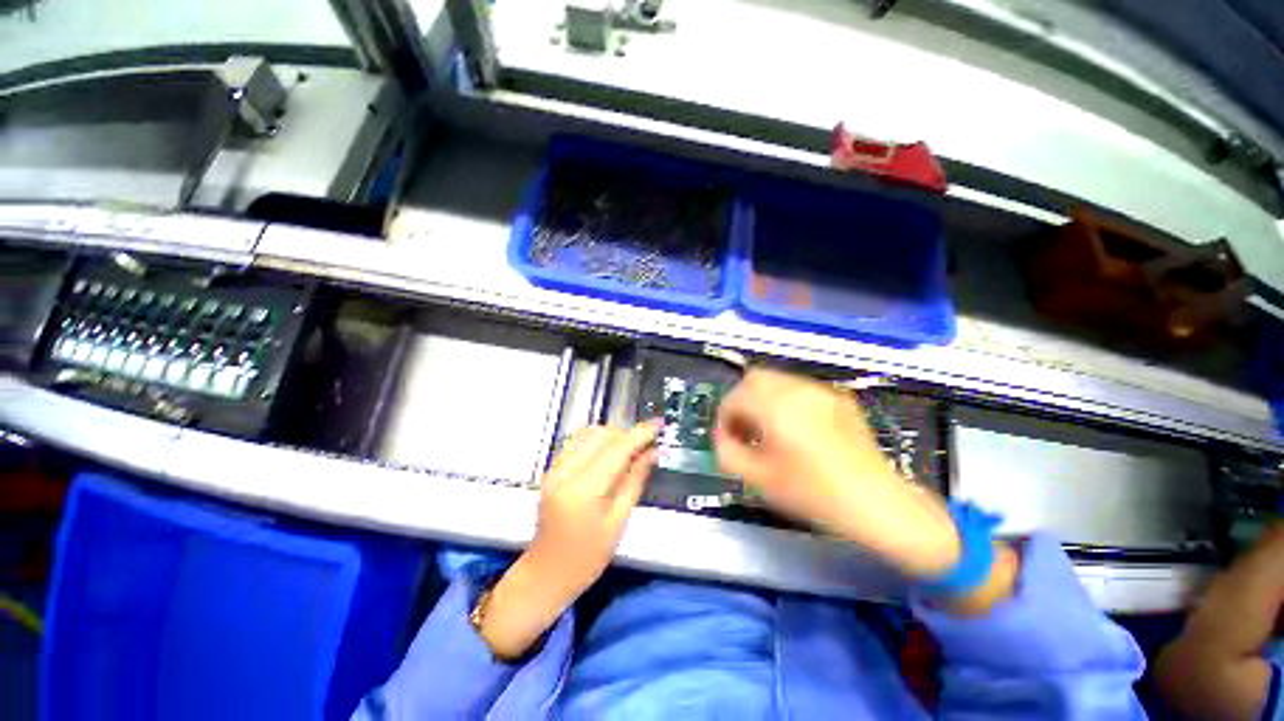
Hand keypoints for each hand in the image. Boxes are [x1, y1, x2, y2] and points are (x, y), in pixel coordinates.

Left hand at [479, 421, 658, 658]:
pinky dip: (597, 441)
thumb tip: (652, 454)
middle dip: (627, 434)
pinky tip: (610, 453)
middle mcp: (565, 472)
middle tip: (647, 444)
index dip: (639, 434)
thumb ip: (634, 481)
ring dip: (612, 436)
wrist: (546, 573)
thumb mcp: (617, 522)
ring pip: (588, 434)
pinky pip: (577, 442)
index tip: (657, 425)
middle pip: (601, 435)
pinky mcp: (552, 469)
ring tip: (631, 449)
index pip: (616, 450)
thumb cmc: (585, 558)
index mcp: (583, 490)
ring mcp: (555, 469)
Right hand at [714, 369, 960, 578]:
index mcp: (776, 407)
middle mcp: (797, 389)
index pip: (733, 398)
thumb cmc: (814, 494)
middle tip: (745, 430)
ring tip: (769, 429)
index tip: (728, 440)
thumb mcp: (758, 479)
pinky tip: (796, 429)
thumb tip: (721, 436)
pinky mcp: (839, 397)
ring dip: (763, 399)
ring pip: (776, 380)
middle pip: (753, 379)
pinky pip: (799, 389)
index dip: (724, 419)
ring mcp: (821, 390)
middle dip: (741, 402)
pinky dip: (786, 401)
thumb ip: (727, 452)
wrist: (877, 504)